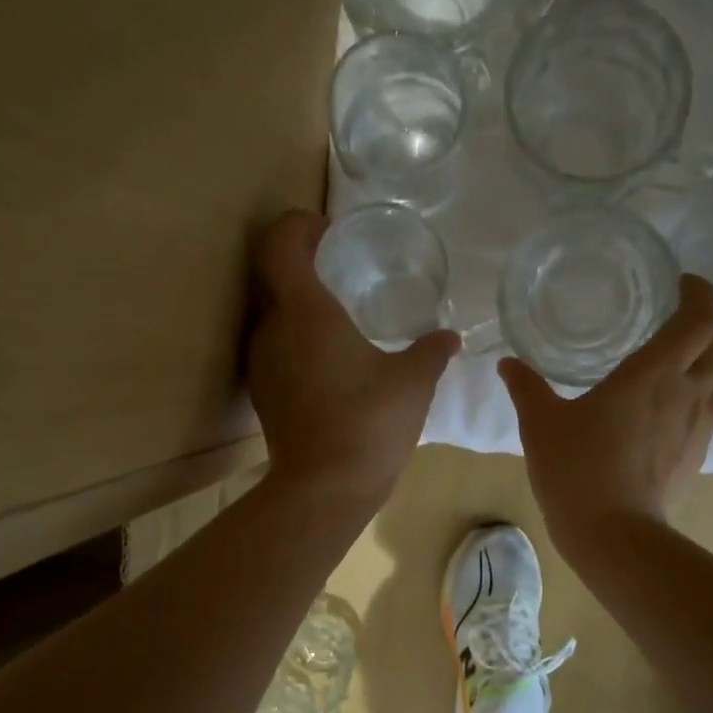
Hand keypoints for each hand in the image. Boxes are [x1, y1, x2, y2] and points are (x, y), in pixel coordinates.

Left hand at [247, 210, 458, 510]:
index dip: (298, 224)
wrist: (324, 489)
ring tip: (338, 316)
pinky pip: (275, 347)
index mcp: (306, 312)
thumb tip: (451, 337)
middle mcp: (272, 329)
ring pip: (272, 314)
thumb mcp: (413, 383)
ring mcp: (261, 363)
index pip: (280, 243)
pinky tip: (329, 361)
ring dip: (298, 305)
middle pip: (272, 275)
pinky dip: (296, 339)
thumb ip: (432, 352)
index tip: (327, 227)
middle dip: (301, 261)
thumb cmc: (370, 424)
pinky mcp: (263, 392)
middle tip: (338, 264)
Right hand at [500, 274, 712, 554]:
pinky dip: (703, 393)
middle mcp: (686, 391)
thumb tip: (507, 364)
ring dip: (710, 359)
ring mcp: (698, 425)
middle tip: (679, 318)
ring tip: (679, 360)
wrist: (613, 534)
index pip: (698, 318)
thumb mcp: (541, 424)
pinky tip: (671, 405)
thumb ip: (526, 388)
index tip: (682, 284)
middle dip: (709, 322)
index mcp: (652, 373)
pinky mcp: (698, 453)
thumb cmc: (576, 470)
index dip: (699, 293)